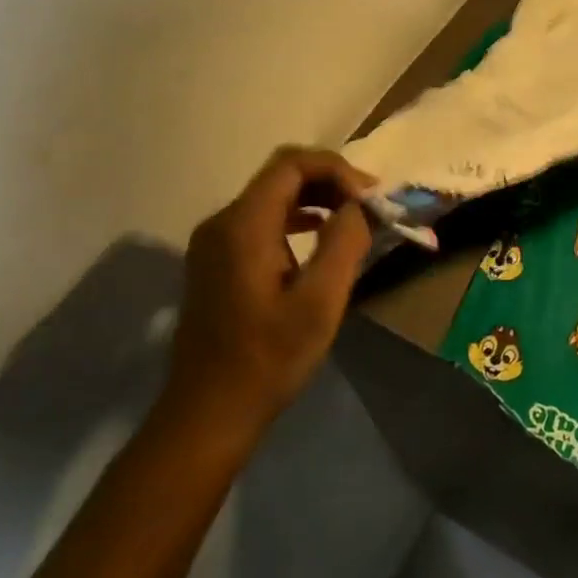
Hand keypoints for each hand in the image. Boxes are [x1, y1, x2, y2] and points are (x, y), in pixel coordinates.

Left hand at [161, 147, 374, 448]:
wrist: (208, 413)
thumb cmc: (268, 358)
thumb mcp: (320, 302)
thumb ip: (344, 243)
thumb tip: (358, 206)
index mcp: (243, 226)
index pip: (291, 164)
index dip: (336, 169)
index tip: (369, 197)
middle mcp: (222, 222)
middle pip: (281, 175)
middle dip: (330, 181)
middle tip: (368, 206)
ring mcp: (215, 242)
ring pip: (272, 196)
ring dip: (316, 198)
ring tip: (353, 219)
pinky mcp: (217, 261)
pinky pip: (262, 220)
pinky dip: (297, 218)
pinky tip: (321, 238)